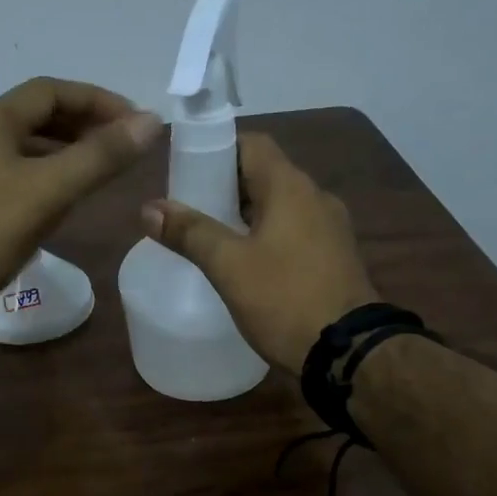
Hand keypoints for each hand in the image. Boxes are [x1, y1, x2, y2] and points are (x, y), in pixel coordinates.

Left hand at [0, 78, 161, 328]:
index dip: (99, 100)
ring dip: (70, 152)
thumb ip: (100, 156)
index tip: (137, 122)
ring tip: (106, 170)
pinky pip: (21, 176)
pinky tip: (69, 200)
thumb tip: (151, 123)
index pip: (52, 91)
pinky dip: (51, 178)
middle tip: (126, 146)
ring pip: (31, 148)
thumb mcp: (49, 191)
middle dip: (86, 125)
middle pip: (41, 116)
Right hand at [142, 132, 378, 372]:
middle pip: (263, 175)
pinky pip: (293, 233)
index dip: (215, 150)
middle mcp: (315, 198)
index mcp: (291, 187)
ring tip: (209, 239)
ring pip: (278, 207)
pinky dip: (266, 238)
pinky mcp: (334, 258)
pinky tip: (245, 265)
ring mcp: (330, 229)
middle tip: (188, 210)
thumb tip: (149, 207)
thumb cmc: (284, 299)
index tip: (185, 172)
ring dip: (244, 216)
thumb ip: (189, 232)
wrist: (347, 352)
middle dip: (224, 188)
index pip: (251, 144)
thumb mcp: (229, 266)